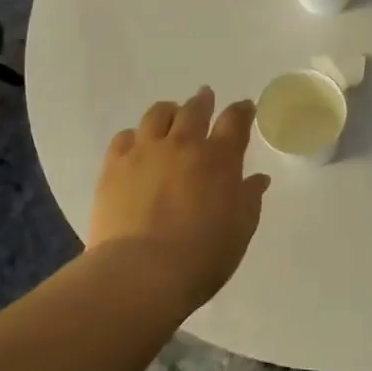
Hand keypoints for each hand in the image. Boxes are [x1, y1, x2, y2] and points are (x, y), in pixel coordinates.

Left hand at [89, 87, 270, 310]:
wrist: (141, 272)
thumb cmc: (202, 256)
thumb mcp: (239, 230)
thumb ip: (249, 199)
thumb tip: (258, 179)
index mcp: (219, 158)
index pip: (235, 121)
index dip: (242, 110)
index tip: (245, 107)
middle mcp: (183, 144)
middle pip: (194, 109)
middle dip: (203, 101)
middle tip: (205, 98)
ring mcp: (145, 152)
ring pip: (157, 115)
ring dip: (169, 111)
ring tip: (170, 115)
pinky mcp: (114, 165)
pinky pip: (124, 137)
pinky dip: (135, 135)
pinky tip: (137, 145)